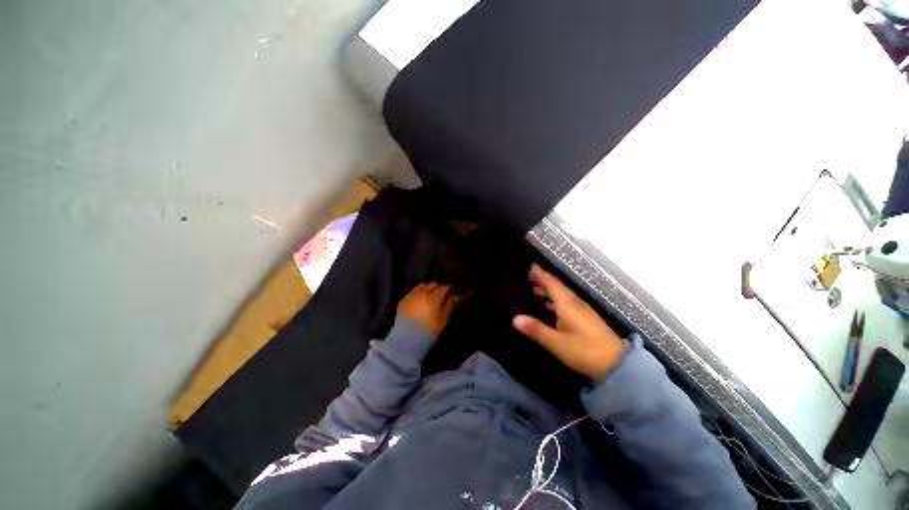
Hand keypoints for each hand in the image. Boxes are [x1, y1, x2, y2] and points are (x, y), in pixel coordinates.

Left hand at [397, 283, 463, 335]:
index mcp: (434, 297)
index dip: (450, 289)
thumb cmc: (429, 330)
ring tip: (431, 295)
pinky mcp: (403, 300)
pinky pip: (413, 291)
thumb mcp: (443, 319)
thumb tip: (456, 297)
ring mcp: (412, 295)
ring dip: (428, 288)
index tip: (454, 292)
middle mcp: (422, 292)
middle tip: (443, 295)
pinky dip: (418, 292)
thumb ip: (450, 306)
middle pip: (434, 284)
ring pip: (423, 285)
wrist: (406, 340)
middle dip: (439, 288)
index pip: (445, 288)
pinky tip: (419, 299)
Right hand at [513, 265, 624, 379]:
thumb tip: (514, 318)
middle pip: (558, 287)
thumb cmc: (585, 351)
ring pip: (564, 295)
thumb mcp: (557, 342)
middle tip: (531, 276)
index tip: (532, 266)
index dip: (541, 275)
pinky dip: (557, 300)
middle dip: (545, 280)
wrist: (618, 365)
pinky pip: (568, 302)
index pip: (552, 284)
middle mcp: (575, 303)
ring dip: (550, 290)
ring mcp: (583, 311)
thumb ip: (536, 329)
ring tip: (537, 290)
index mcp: (567, 305)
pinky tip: (552, 307)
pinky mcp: (587, 319)